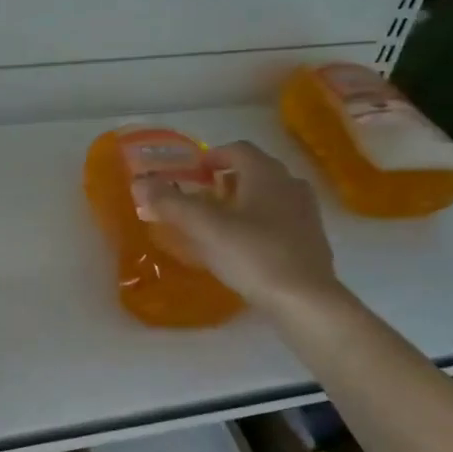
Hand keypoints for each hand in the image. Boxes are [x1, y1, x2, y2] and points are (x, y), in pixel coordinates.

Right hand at [136, 141, 341, 310]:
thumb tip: (140, 183)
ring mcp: (306, 214)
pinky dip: (260, 226)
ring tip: (221, 225)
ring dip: (244, 203)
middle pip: (255, 172)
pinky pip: (281, 222)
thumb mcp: (204, 228)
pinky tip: (245, 250)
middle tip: (202, 200)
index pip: (237, 150)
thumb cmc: (253, 255)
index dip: (212, 157)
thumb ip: (171, 203)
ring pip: (269, 197)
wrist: (306, 301)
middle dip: (226, 181)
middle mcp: (290, 185)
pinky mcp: (312, 242)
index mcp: (266, 174)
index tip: (192, 174)